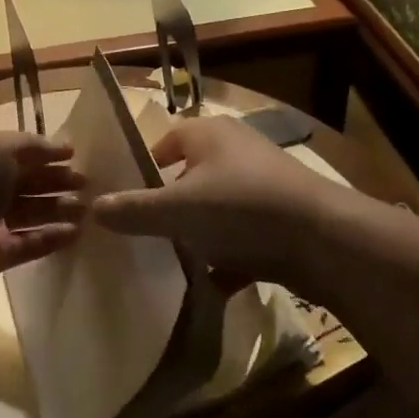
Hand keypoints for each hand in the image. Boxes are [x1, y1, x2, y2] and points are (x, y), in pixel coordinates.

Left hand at [0, 131, 84, 320]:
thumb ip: (30, 145)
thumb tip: (59, 146)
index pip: (15, 150)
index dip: (45, 150)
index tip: (76, 154)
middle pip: (24, 181)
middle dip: (55, 179)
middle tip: (88, 183)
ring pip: (28, 212)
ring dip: (57, 208)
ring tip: (87, 210)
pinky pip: (27, 243)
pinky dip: (50, 238)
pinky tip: (75, 234)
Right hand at [90, 115, 342, 290]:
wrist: (325, 241)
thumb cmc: (241, 208)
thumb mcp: (178, 210)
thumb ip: (134, 210)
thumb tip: (92, 208)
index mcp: (209, 134)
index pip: (165, 141)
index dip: (143, 167)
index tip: (125, 198)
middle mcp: (237, 151)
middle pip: (190, 176)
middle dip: (169, 206)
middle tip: (143, 233)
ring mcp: (263, 185)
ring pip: (216, 208)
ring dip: (198, 234)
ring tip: (171, 262)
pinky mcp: (282, 218)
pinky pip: (242, 236)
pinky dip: (227, 257)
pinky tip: (211, 284)